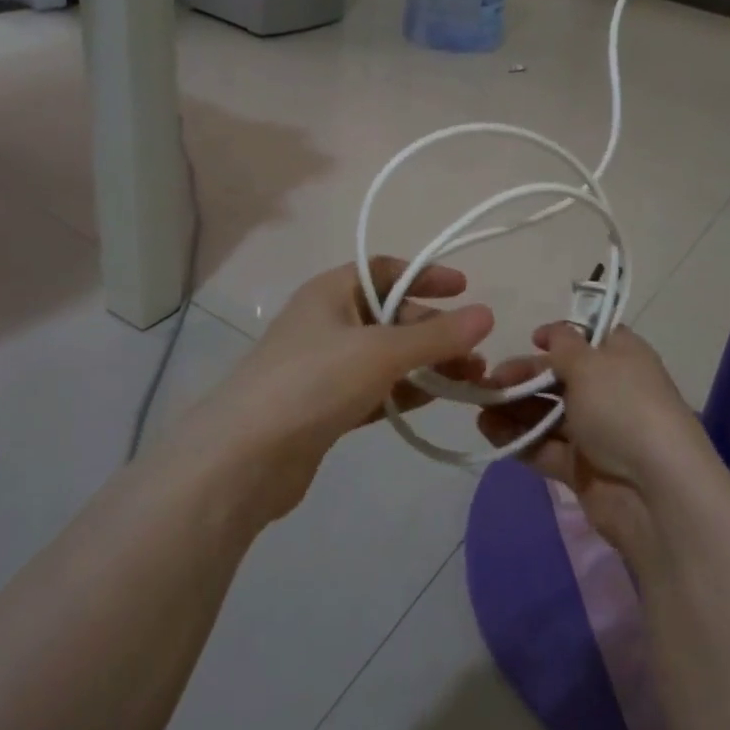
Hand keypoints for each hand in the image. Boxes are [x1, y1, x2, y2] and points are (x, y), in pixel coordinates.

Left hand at [183, 259, 493, 520]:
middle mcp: (327, 322)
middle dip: (435, 330)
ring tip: (471, 378)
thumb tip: (487, 314)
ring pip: (386, 355)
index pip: (384, 269)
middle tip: (475, 352)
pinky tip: (436, 399)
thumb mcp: (381, 352)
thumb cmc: (312, 382)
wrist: (242, 460)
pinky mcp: (324, 408)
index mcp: (330, 292)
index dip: (425, 274)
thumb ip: (436, 336)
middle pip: (391, 314)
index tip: (464, 289)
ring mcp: (324, 367)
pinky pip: (375, 389)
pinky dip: (405, 391)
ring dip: (427, 363)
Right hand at [480, 324, 717, 552]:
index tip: (531, 339)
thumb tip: (553, 333)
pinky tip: (487, 429)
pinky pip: (544, 447)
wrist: (654, 491)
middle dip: (524, 376)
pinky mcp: (581, 470)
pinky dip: (518, 438)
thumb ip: (563, 346)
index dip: (560, 337)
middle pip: (560, 378)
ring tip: (479, 405)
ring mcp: (596, 433)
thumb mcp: (590, 363)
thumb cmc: (622, 408)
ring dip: (514, 408)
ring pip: (548, 414)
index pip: (589, 339)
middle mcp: (610, 392)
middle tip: (488, 380)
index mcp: (622, 358)